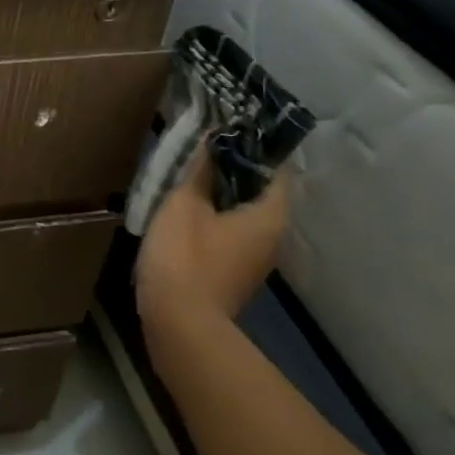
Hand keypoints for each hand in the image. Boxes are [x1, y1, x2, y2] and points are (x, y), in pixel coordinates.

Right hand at [135, 149, 290, 335]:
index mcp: (269, 216)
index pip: (276, 169)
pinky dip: (213, 220)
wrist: (179, 324)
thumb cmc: (185, 258)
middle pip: (259, 193)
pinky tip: (185, 214)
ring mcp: (254, 260)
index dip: (253, 146)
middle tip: (201, 149)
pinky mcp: (233, 275)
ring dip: (220, 196)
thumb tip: (212, 140)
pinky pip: (229, 236)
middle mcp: (273, 237)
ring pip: (242, 215)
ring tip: (188, 178)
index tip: (226, 129)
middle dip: (233, 170)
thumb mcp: (184, 205)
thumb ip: (199, 171)